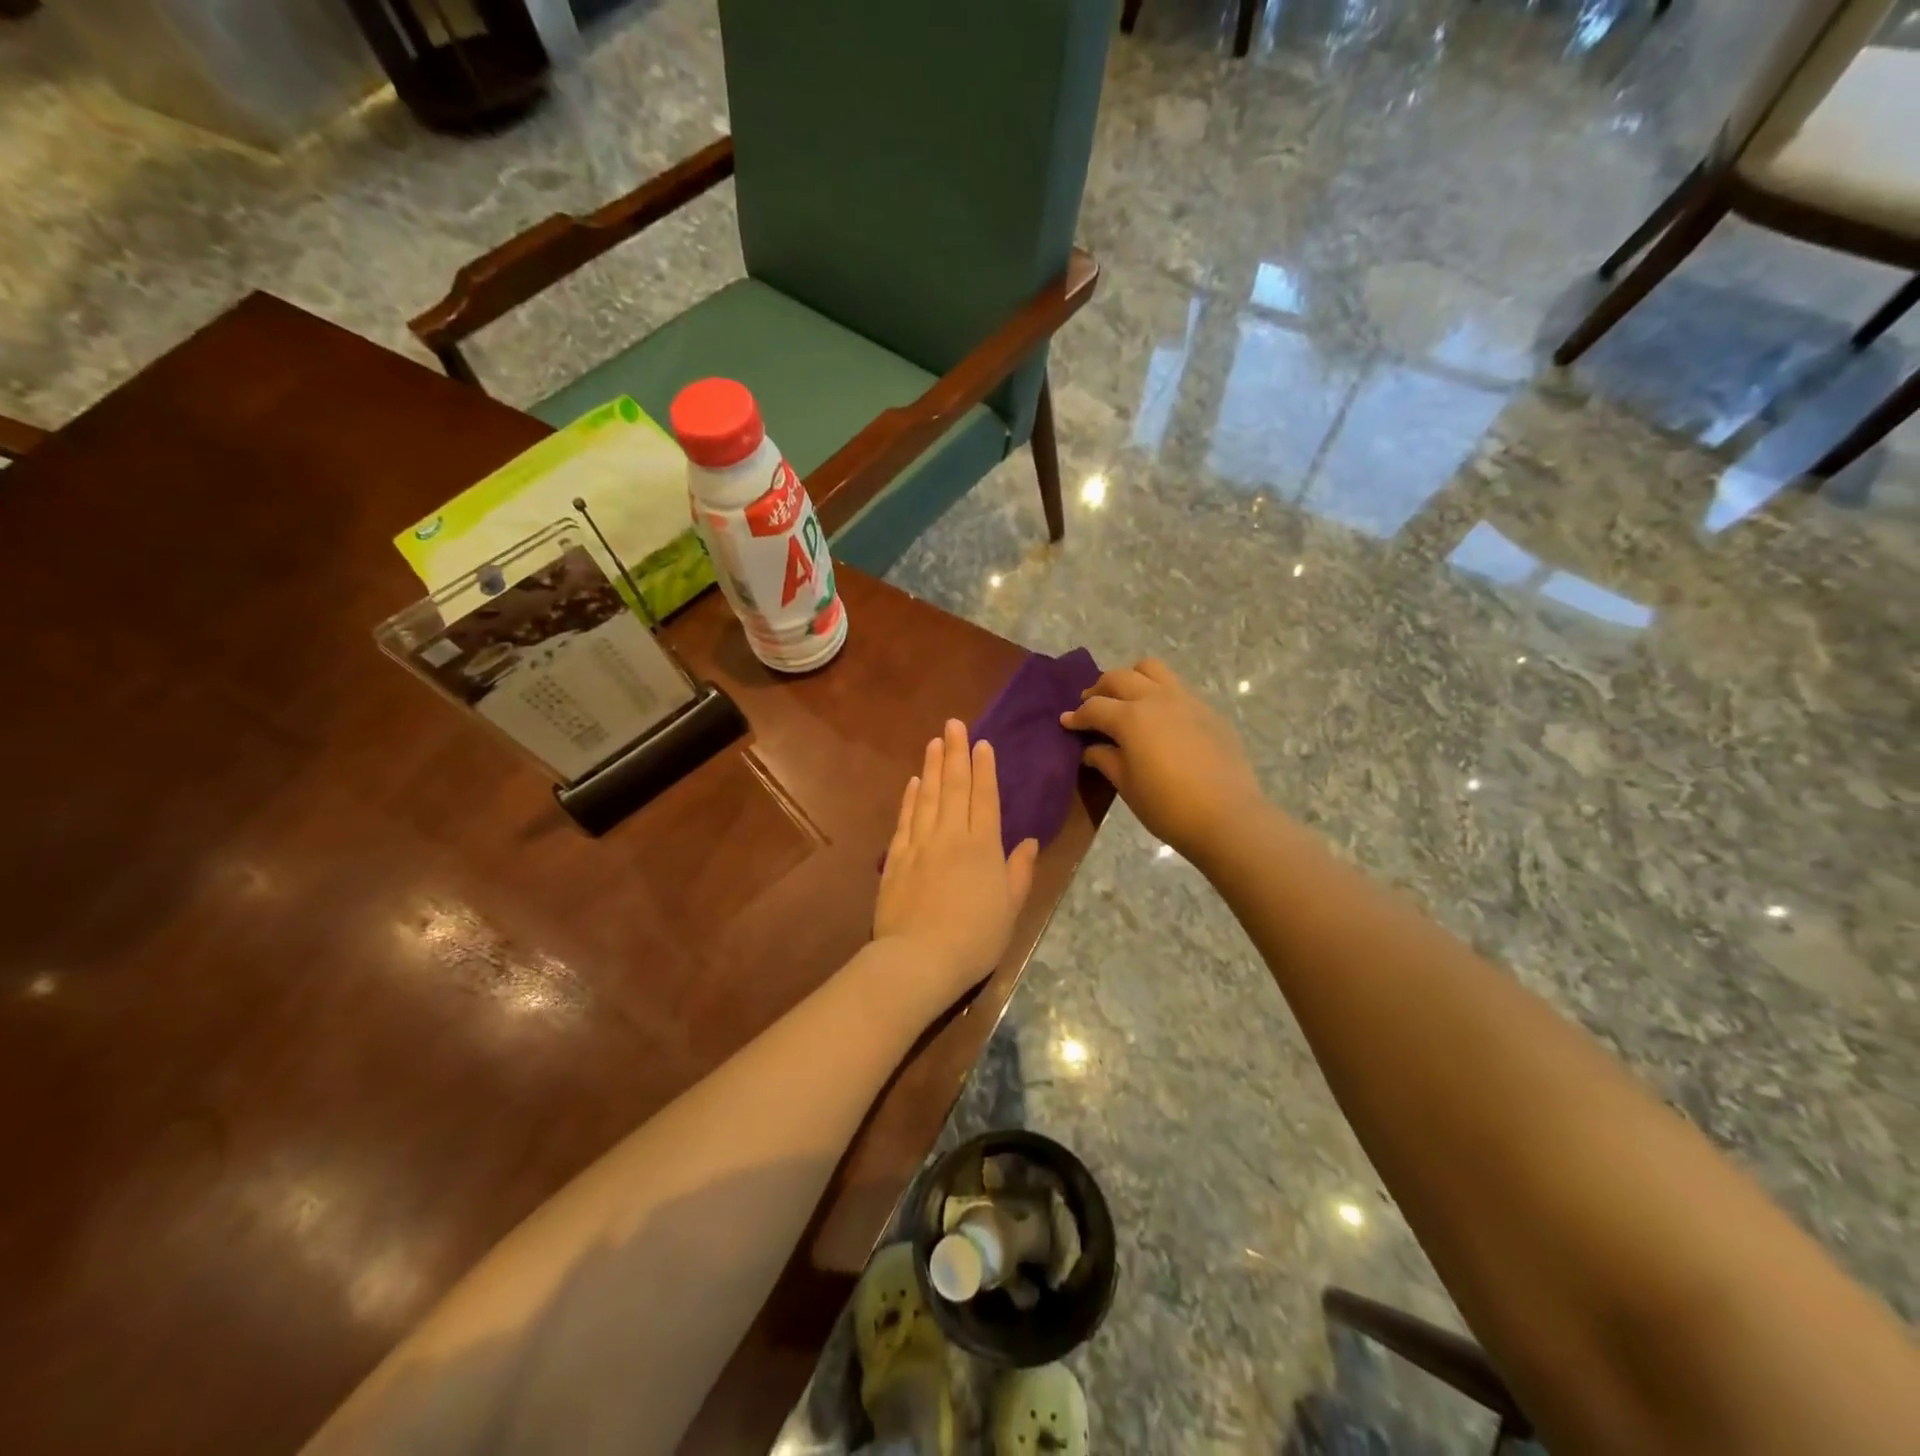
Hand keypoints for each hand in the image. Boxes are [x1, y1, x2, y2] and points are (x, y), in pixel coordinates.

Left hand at [874, 719, 1039, 1006]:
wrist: (919, 959)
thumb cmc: (975, 938)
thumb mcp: (1010, 909)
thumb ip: (1019, 872)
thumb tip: (1029, 842)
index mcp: (983, 846)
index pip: (985, 797)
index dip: (984, 769)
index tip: (982, 744)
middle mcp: (951, 836)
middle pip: (954, 787)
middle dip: (955, 753)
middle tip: (954, 724)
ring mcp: (920, 844)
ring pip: (927, 796)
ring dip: (931, 767)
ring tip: (934, 742)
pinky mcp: (897, 858)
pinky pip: (905, 819)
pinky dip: (909, 797)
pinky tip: (913, 782)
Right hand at [1061, 658, 1261, 863]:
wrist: (1227, 817)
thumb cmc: (1167, 806)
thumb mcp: (1127, 785)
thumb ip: (1105, 759)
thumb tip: (1091, 748)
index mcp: (1131, 717)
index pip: (1094, 708)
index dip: (1077, 716)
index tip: (1066, 722)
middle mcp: (1156, 699)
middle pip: (1120, 678)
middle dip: (1100, 689)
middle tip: (1091, 705)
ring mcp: (1186, 700)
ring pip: (1152, 670)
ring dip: (1132, 678)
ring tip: (1126, 699)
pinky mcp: (1208, 711)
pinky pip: (1177, 688)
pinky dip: (1159, 693)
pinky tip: (1159, 719)